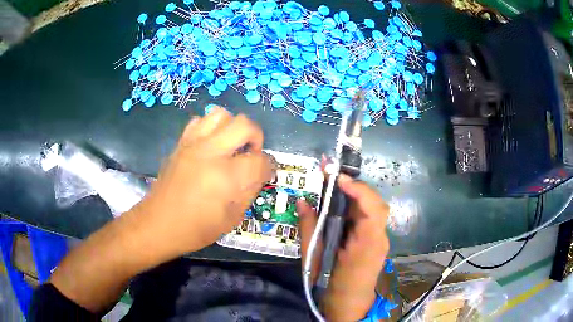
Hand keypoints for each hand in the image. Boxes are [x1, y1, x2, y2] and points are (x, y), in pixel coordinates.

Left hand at [136, 107, 272, 256]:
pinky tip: (209, 145)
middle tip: (251, 153)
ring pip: (221, 114)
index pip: (261, 160)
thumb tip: (258, 174)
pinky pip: (199, 121)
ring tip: (230, 145)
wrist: (158, 224)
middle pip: (244, 125)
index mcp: (227, 177)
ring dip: (232, 127)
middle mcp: (211, 153)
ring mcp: (193, 145)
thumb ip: (249, 192)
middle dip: (256, 136)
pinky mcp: (181, 144)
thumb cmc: (196, 229)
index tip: (265, 173)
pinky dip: (210, 128)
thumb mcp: (231, 219)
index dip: (268, 167)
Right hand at [297, 174, 388, 321]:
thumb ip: (309, 229)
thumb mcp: (315, 260)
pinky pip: (367, 218)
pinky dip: (353, 207)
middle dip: (354, 186)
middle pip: (374, 204)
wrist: (348, 307)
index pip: (373, 210)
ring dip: (353, 194)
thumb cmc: (330, 287)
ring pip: (371, 209)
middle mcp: (379, 239)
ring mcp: (379, 240)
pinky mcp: (374, 241)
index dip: (358, 190)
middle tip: (330, 174)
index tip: (337, 177)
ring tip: (331, 183)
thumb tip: (302, 201)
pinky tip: (338, 204)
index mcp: (367, 246)